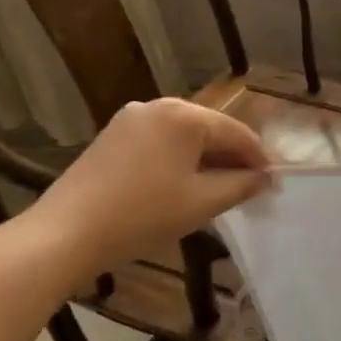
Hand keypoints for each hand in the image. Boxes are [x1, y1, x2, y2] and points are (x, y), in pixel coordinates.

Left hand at [22, 98, 272, 274]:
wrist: (65, 234)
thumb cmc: (143, 214)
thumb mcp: (203, 201)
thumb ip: (242, 185)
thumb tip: (267, 178)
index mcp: (184, 115)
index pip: (238, 133)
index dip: (261, 159)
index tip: (275, 184)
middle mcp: (158, 106)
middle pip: (212, 131)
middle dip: (234, 158)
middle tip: (253, 188)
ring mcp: (131, 119)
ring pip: (186, 137)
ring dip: (208, 160)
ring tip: (223, 189)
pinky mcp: (113, 137)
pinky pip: (162, 143)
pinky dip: (181, 161)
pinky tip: (187, 185)